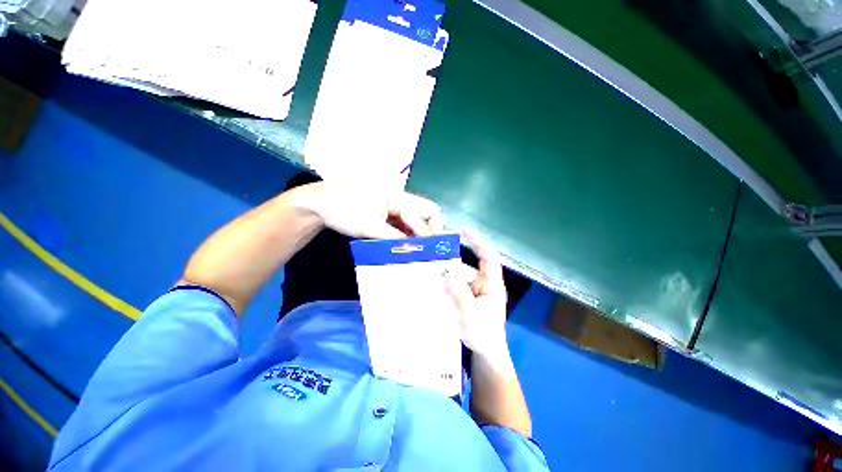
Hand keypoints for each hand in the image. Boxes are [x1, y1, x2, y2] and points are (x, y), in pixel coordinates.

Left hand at [291, 182, 442, 238]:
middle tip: (430, 248)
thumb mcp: (371, 227)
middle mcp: (400, 200)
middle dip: (431, 230)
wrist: (320, 204)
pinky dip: (407, 235)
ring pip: (415, 220)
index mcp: (398, 198)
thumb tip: (413, 249)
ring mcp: (393, 207)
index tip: (431, 249)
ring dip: (419, 234)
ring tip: (420, 251)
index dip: (431, 231)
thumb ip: (394, 238)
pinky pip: (403, 224)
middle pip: (426, 212)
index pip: (425, 214)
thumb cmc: (345, 211)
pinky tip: (405, 246)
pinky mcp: (386, 214)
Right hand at [443, 232, 508, 358]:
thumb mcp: (471, 315)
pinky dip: (445, 284)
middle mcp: (483, 284)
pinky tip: (432, 284)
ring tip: (428, 270)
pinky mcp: (467, 298)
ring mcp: (474, 291)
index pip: (488, 258)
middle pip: (467, 266)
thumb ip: (459, 295)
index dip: (478, 242)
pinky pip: (455, 286)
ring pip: (459, 276)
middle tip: (433, 255)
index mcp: (492, 285)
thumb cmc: (484, 335)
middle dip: (451, 261)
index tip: (464, 231)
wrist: (486, 353)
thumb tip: (445, 273)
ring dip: (446, 274)